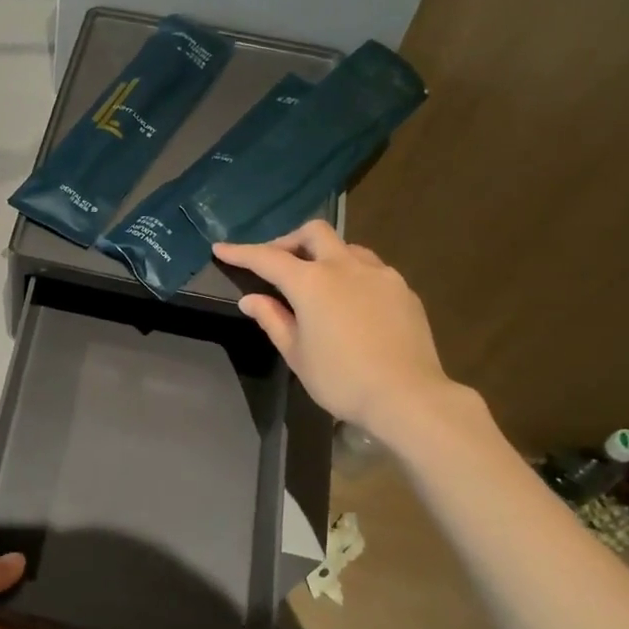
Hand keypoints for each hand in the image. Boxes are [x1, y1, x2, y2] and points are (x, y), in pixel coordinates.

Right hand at [215, 220, 472, 440]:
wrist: (406, 395)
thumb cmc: (340, 379)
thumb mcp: (296, 354)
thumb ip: (272, 319)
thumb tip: (251, 299)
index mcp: (312, 283)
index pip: (268, 259)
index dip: (241, 252)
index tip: (221, 249)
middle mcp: (345, 267)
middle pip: (314, 233)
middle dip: (289, 240)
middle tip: (276, 263)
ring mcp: (379, 274)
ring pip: (346, 247)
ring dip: (324, 255)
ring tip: (316, 282)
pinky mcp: (402, 289)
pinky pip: (370, 269)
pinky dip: (350, 274)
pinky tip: (350, 302)